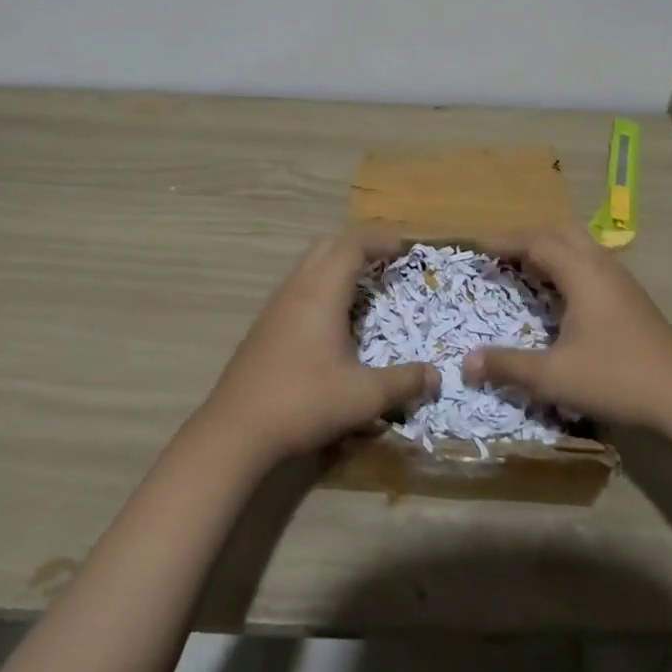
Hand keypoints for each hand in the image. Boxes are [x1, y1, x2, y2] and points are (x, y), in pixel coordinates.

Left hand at [199, 230, 438, 462]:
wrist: (235, 431)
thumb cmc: (303, 402)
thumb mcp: (363, 397)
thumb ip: (403, 382)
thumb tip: (436, 376)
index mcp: (321, 292)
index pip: (352, 245)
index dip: (380, 240)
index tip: (405, 247)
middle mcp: (297, 289)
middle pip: (328, 245)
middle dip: (359, 245)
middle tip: (386, 261)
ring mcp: (276, 306)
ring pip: (309, 264)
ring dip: (337, 264)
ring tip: (363, 287)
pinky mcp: (264, 326)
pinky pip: (298, 286)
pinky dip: (321, 285)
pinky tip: (331, 320)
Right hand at [463, 224, 671, 429]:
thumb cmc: (616, 378)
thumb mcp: (554, 377)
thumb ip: (508, 366)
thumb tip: (465, 362)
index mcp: (581, 273)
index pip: (536, 242)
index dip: (505, 242)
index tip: (479, 248)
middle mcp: (601, 265)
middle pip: (559, 233)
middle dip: (527, 238)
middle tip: (500, 255)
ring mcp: (620, 279)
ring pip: (579, 245)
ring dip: (550, 249)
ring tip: (526, 269)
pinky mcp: (631, 296)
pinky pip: (591, 262)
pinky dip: (567, 264)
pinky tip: (562, 293)